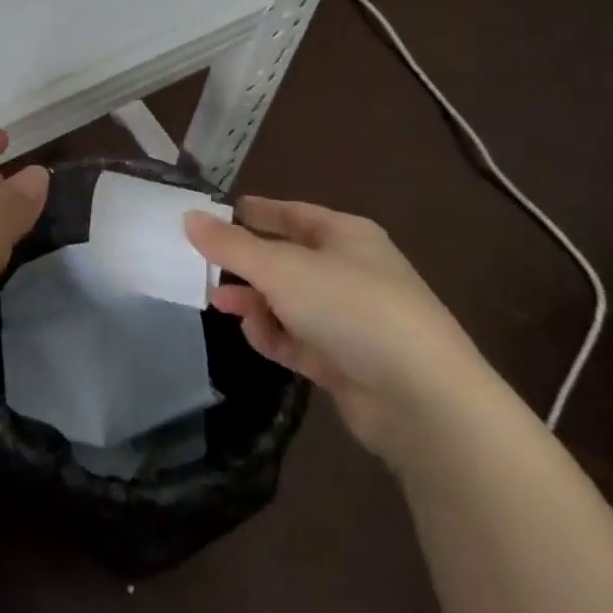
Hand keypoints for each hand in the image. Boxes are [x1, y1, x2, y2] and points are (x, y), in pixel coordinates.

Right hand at [184, 198, 491, 462]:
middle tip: (203, 265)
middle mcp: (350, 272)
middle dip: (245, 264)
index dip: (254, 212)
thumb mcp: (281, 269)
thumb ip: (230, 244)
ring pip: (288, 301)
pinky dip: (273, 334)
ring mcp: (350, 319)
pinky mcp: (345, 361)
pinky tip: (253, 334)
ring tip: (219, 302)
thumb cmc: (351, 309)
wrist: (422, 399)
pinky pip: (297, 338)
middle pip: (285, 259)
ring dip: (253, 302)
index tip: (214, 214)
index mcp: (346, 236)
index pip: (291, 214)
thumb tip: (189, 217)